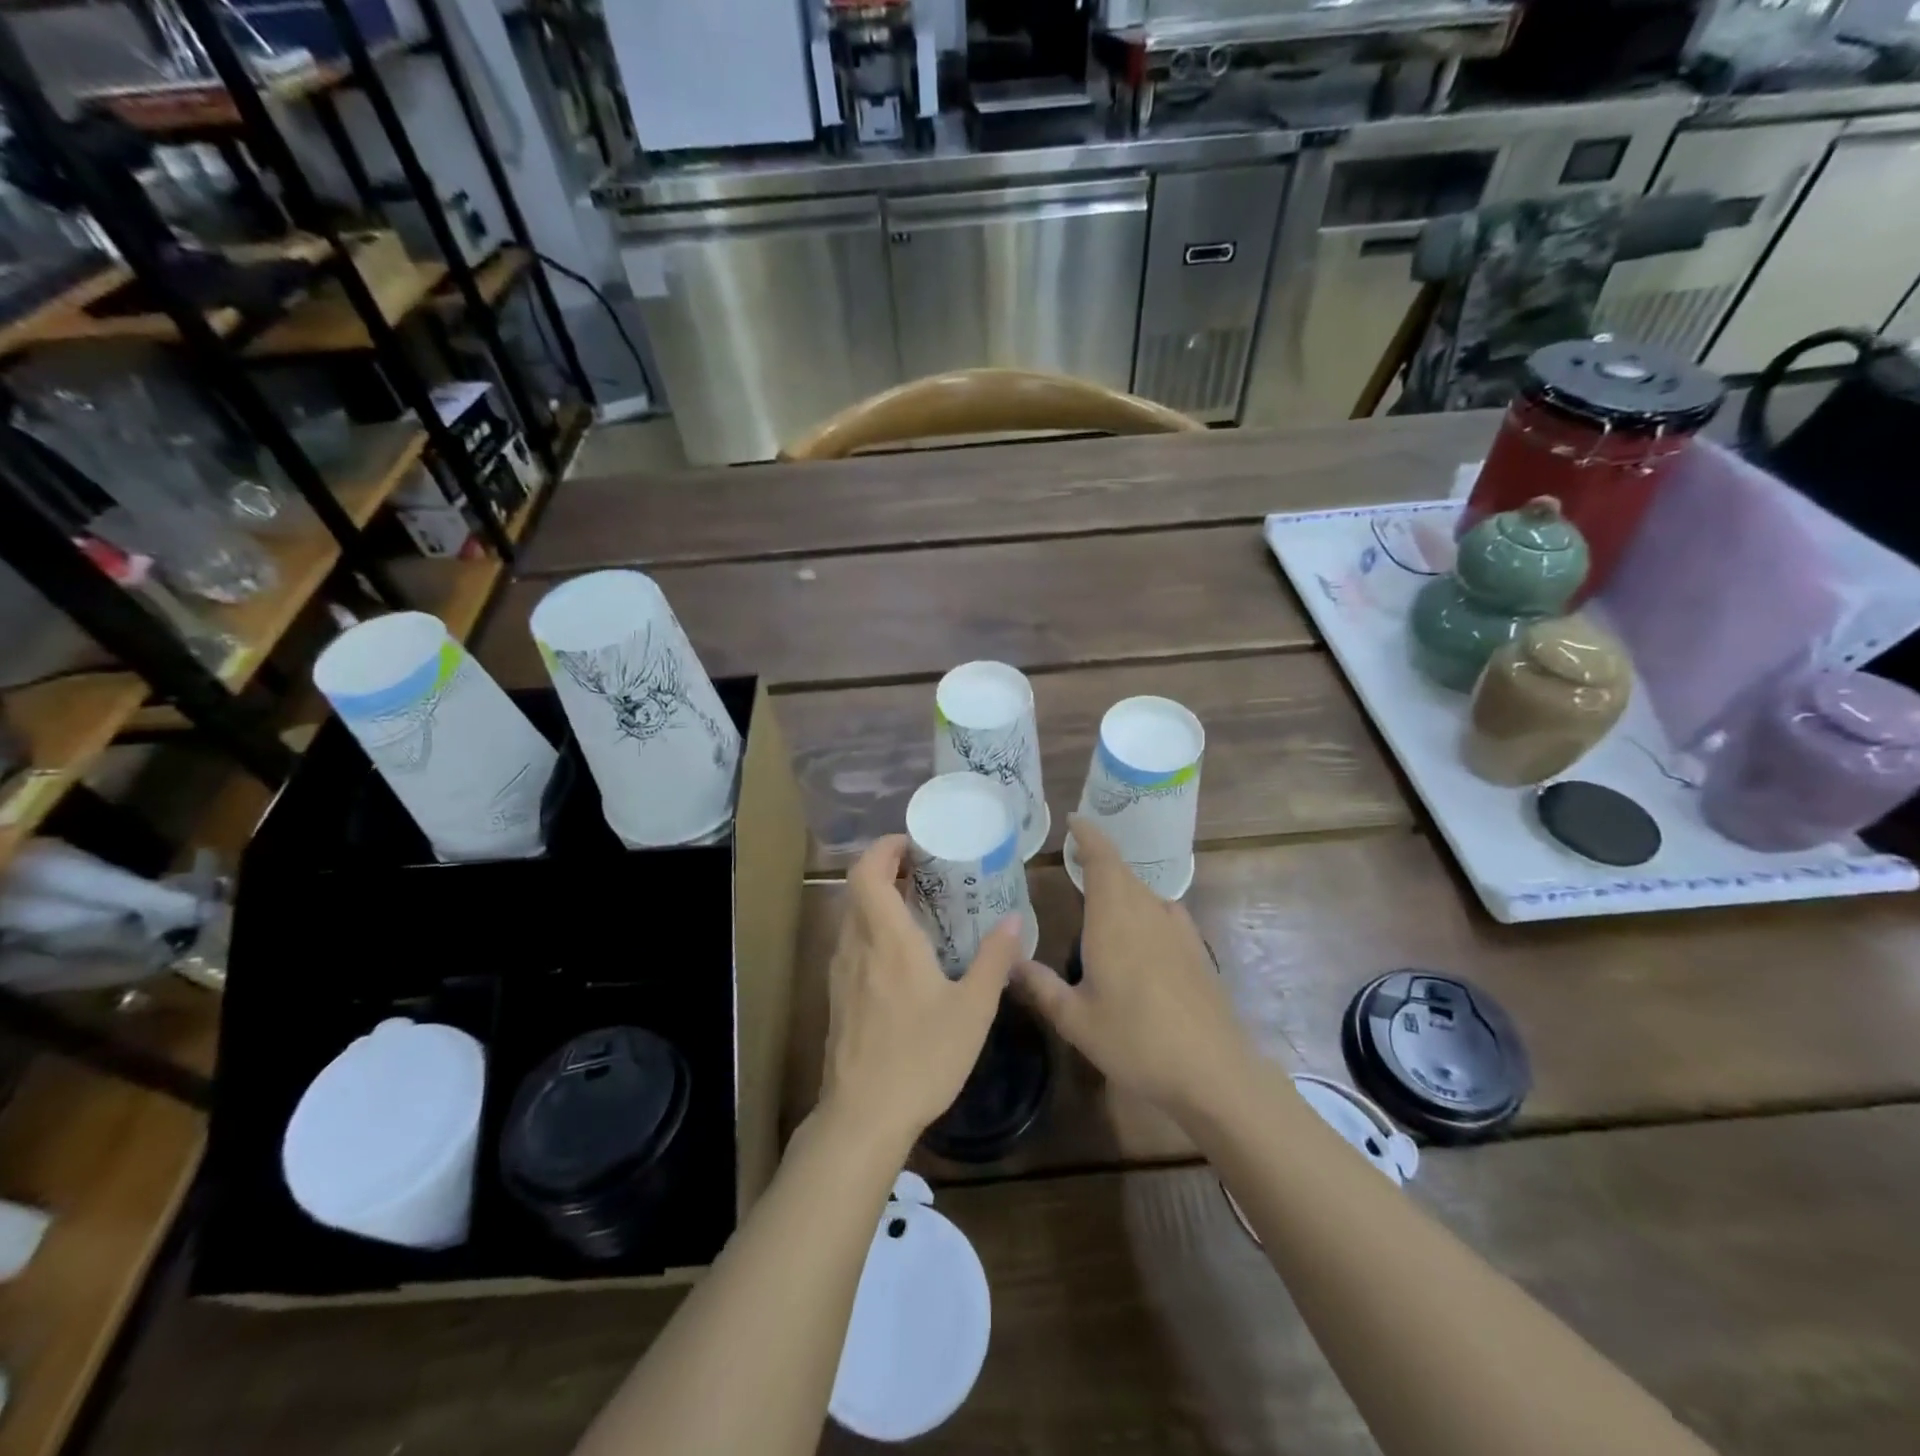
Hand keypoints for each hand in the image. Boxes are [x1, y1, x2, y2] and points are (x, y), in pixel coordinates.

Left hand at [818, 834, 1021, 1152]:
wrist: (862, 1117)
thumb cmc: (921, 1058)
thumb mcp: (973, 1010)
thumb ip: (994, 961)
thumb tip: (1013, 921)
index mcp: (886, 939)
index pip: (866, 872)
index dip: (884, 848)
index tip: (914, 844)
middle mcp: (856, 946)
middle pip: (858, 889)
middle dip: (887, 870)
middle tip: (925, 872)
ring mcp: (840, 973)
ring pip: (853, 917)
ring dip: (879, 901)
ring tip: (919, 909)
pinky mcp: (837, 998)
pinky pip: (852, 945)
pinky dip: (873, 931)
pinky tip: (903, 958)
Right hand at [1017, 816, 1253, 1121]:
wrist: (1213, 1070)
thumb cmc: (1136, 1040)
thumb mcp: (1076, 1020)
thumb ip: (1040, 986)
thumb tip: (1009, 961)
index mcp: (1114, 918)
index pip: (1102, 859)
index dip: (1088, 836)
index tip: (1074, 820)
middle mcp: (1147, 912)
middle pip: (1122, 872)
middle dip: (1099, 862)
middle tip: (1075, 862)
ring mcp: (1177, 929)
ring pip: (1143, 893)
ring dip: (1122, 888)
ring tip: (1100, 902)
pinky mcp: (1197, 949)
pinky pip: (1163, 913)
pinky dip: (1144, 910)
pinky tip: (1139, 935)